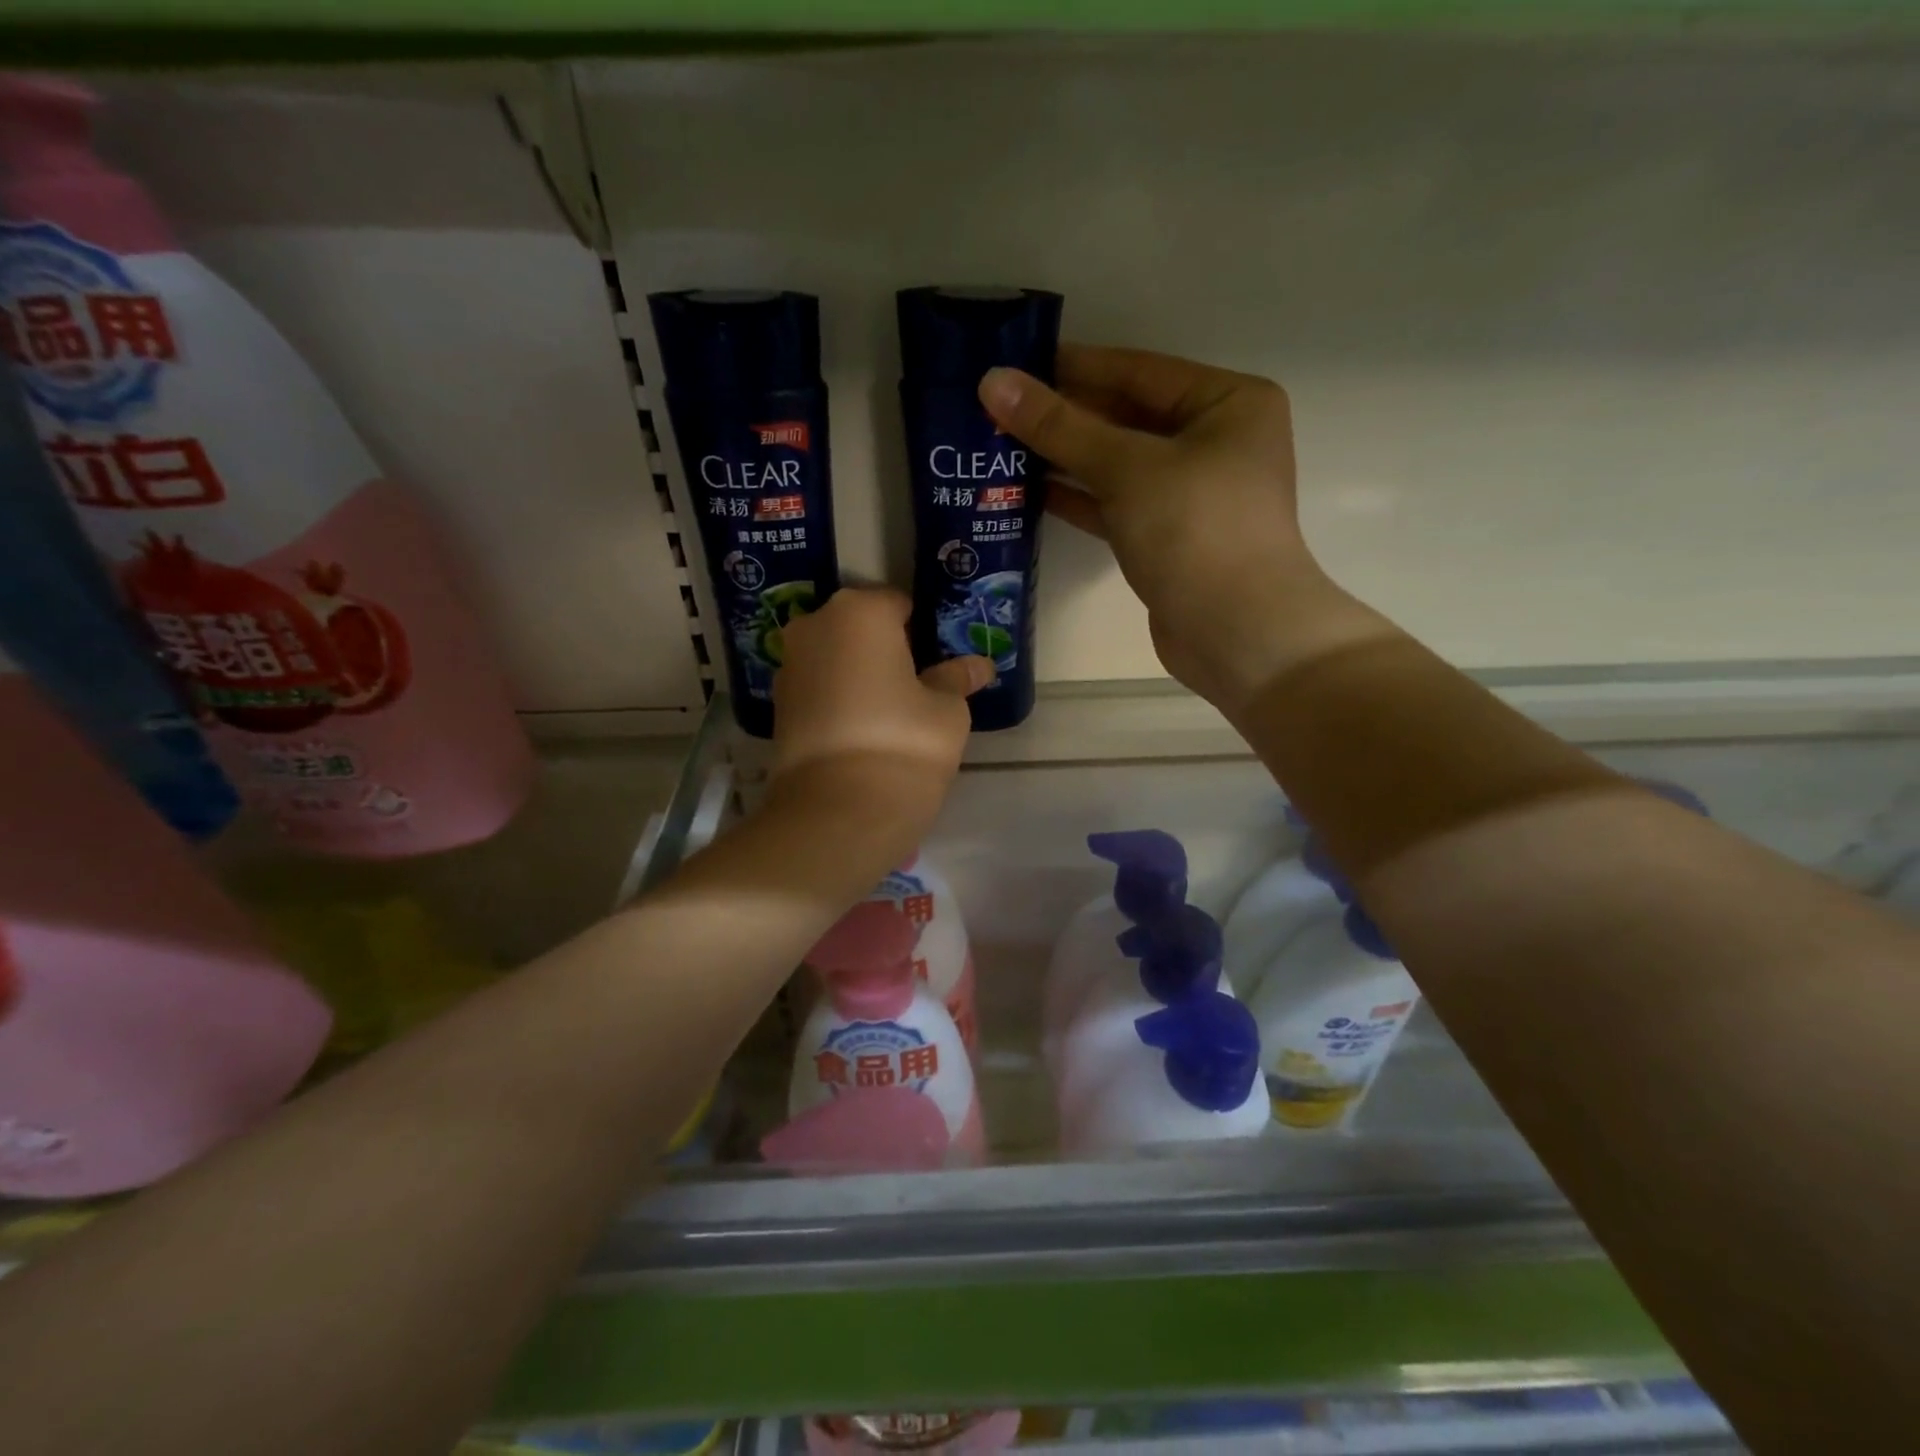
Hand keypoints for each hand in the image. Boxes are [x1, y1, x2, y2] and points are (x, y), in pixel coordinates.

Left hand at [770, 586, 990, 820]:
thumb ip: (957, 679)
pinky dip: (839, 698)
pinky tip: (862, 729)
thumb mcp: (947, 710)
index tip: (939, 662)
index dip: (924, 632)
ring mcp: (789, 665)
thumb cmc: (904, 743)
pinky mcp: (777, 705)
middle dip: (887, 649)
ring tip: (890, 712)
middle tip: (918, 686)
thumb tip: (978, 666)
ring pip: (836, 657)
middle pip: (861, 628)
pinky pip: (819, 687)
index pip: (899, 604)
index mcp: (860, 612)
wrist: (838, 811)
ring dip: (860, 674)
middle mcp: (814, 626)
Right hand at [981, 345, 1375, 715]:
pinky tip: (1031, 491)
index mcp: (1228, 403)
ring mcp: (1192, 495)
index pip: (1138, 371)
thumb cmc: (1195, 530)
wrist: (1236, 634)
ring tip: (1002, 446)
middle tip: (998, 409)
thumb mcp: (1127, 467)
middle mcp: (1215, 442)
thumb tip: (993, 381)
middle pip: (1127, 418)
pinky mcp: (1170, 539)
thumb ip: (1059, 426)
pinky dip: (1081, 499)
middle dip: (1065, 417)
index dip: (1074, 367)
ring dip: (1065, 459)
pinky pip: (1118, 506)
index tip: (1014, 364)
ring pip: (1119, 465)